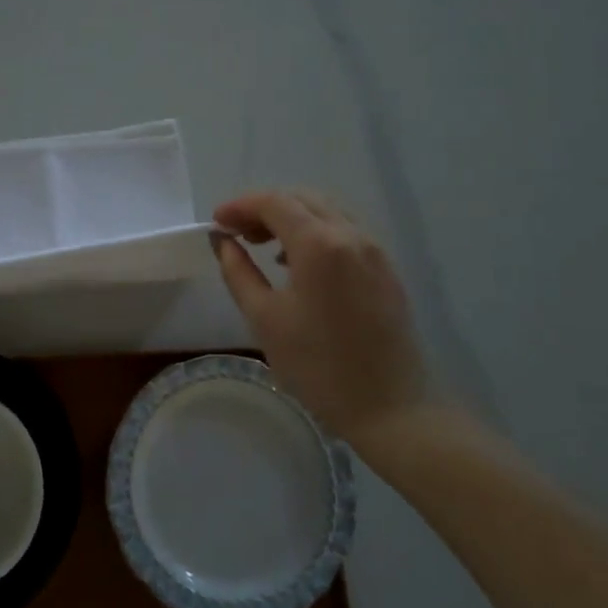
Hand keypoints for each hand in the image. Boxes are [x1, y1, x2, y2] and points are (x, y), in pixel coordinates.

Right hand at [211, 190, 438, 462]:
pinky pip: (344, 231)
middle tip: (236, 232)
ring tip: (263, 244)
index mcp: (319, 244)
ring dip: (290, 217)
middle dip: (264, 207)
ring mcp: (374, 250)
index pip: (274, 202)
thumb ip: (238, 271)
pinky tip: (298, 261)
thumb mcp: (265, 318)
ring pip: (326, 211)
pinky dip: (315, 231)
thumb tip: (222, 241)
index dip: (241, 206)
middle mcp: (351, 235)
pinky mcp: (386, 268)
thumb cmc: (318, 366)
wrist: (391, 408)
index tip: (217, 222)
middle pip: (301, 199)